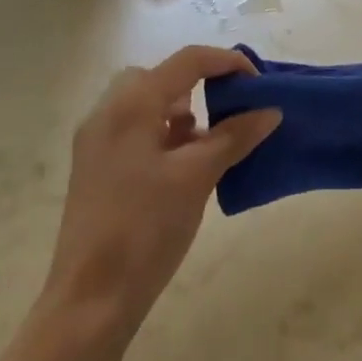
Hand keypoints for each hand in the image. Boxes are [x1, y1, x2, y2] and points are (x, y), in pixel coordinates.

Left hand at [41, 47, 280, 339]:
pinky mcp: (95, 167)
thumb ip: (235, 136)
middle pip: (160, 77)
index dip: (227, 62)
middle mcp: (108, 112)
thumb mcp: (197, 176)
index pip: (187, 61)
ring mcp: (97, 141)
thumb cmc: (146, 228)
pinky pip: (136, 130)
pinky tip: (183, 167)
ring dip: (180, 111)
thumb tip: (270, 111)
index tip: (259, 83)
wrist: (91, 299)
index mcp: (131, 105)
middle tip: (227, 111)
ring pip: (146, 104)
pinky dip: (163, 134)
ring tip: (209, 144)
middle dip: (198, 85)